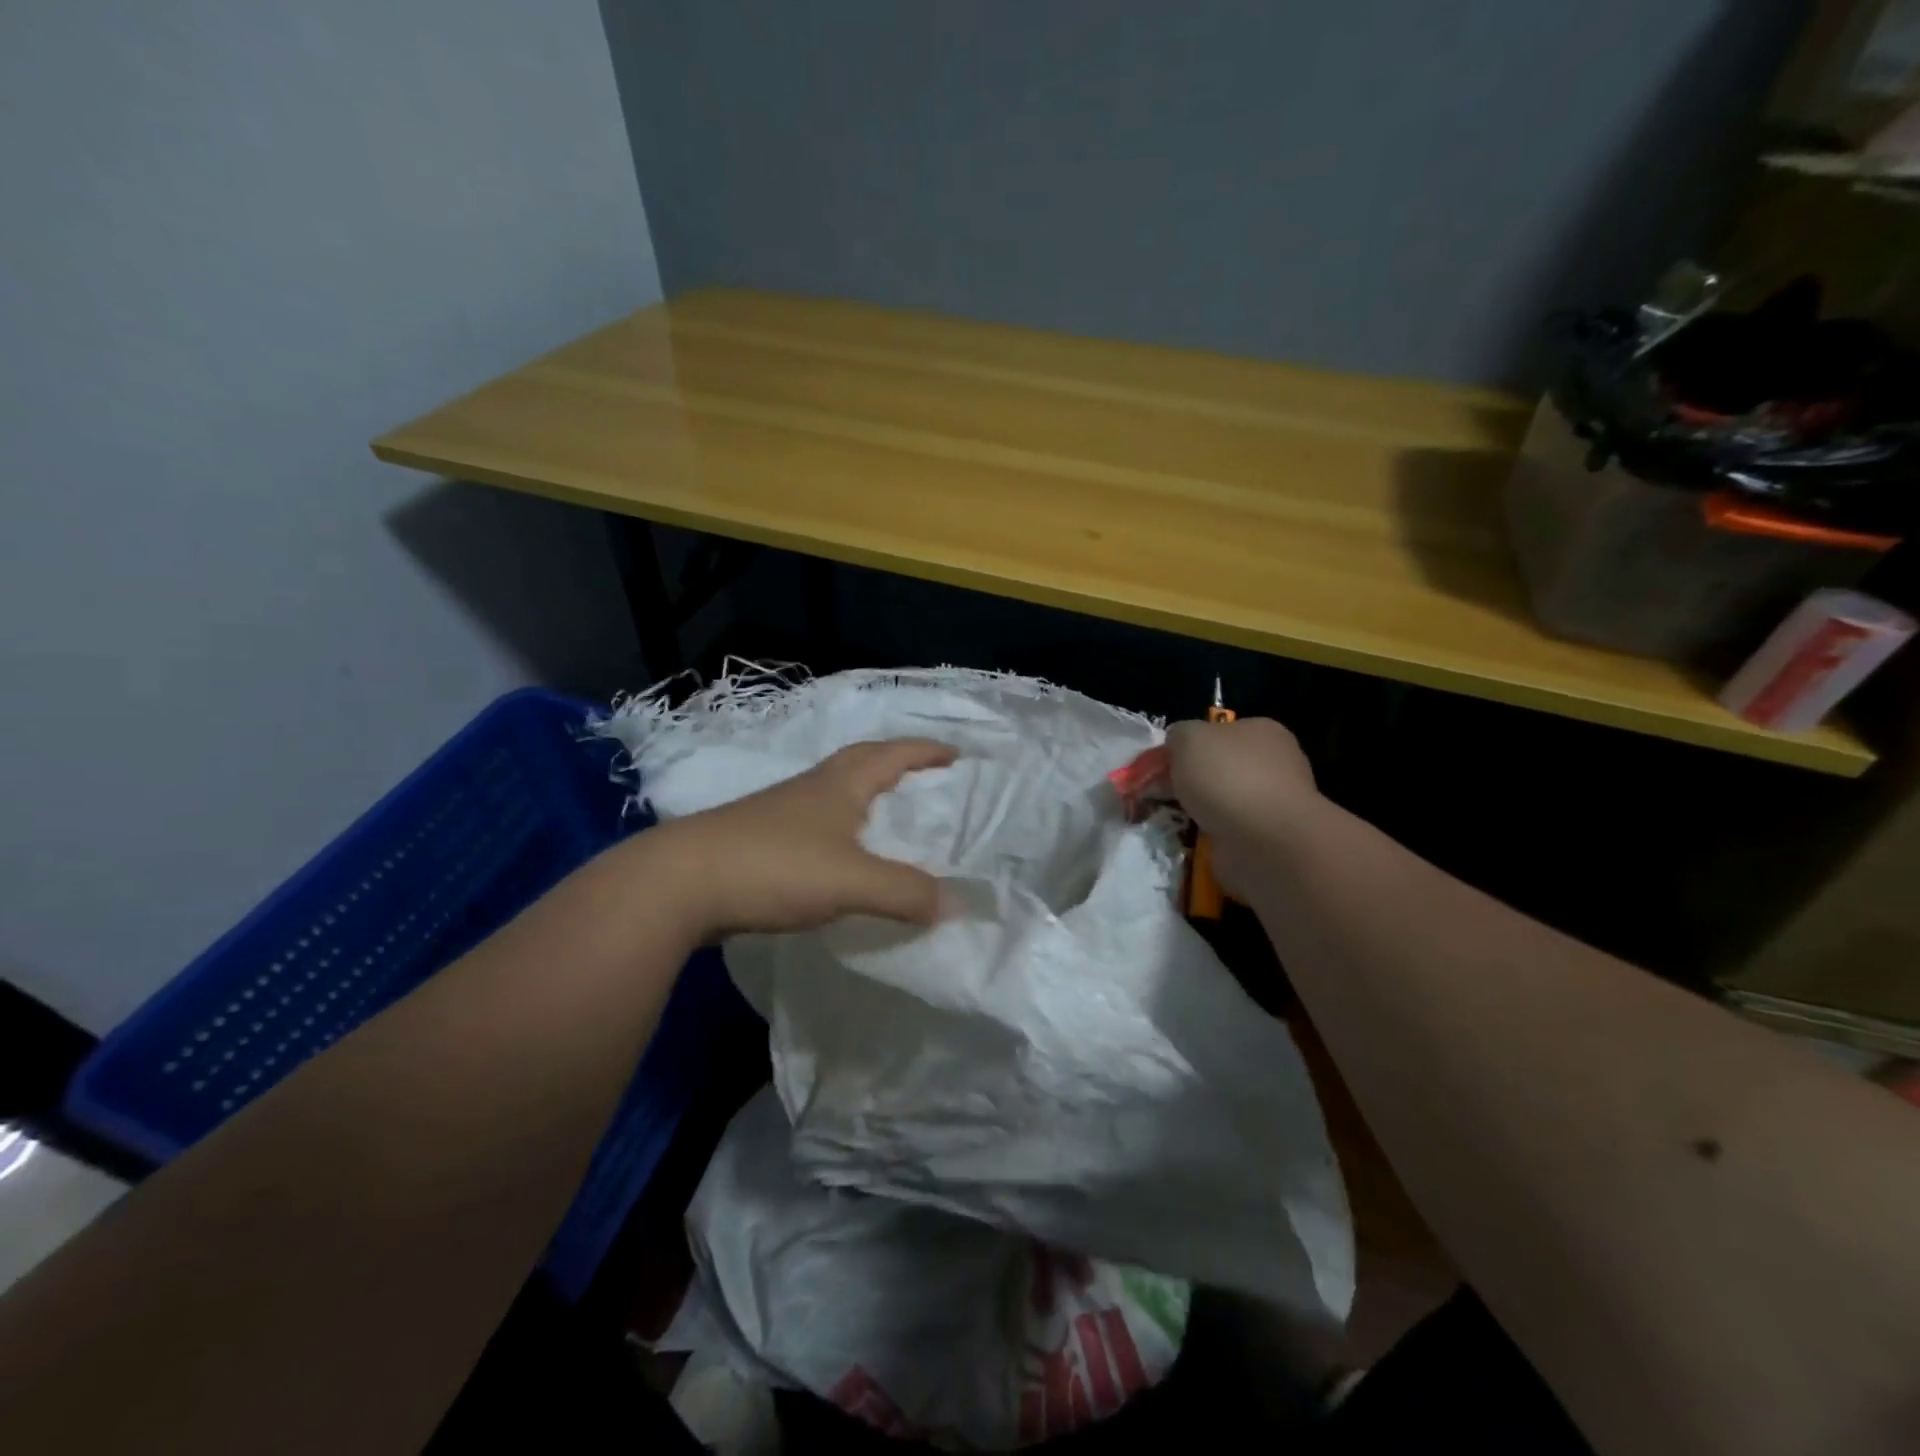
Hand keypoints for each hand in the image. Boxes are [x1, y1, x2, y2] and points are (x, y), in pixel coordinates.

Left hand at [654, 738, 958, 939]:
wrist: (679, 882)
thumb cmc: (775, 865)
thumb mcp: (852, 880)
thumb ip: (905, 892)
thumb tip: (956, 903)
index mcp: (839, 784)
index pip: (892, 755)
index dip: (925, 752)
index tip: (955, 754)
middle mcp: (810, 789)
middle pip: (860, 763)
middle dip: (895, 766)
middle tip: (923, 781)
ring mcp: (779, 813)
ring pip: (833, 794)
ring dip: (864, 798)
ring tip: (886, 821)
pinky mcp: (757, 841)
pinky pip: (813, 826)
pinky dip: (837, 831)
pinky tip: (838, 859)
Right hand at [1166, 718, 1316, 893]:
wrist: (1265, 842)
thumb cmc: (1228, 777)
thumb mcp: (1188, 737)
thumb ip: (1178, 735)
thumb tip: (1176, 747)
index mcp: (1263, 731)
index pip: (1220, 731)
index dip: (1189, 745)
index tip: (1164, 764)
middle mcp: (1275, 763)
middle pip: (1219, 767)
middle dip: (1191, 781)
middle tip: (1160, 794)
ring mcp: (1274, 803)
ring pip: (1222, 802)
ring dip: (1198, 811)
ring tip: (1172, 819)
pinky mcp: (1269, 838)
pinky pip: (1228, 832)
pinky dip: (1209, 836)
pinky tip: (1193, 840)